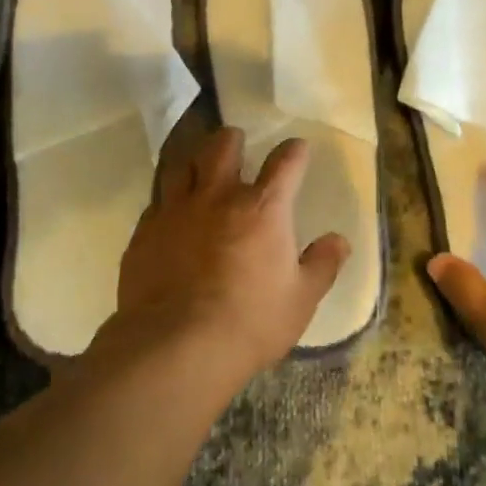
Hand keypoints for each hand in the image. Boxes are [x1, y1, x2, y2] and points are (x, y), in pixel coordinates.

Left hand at [108, 127, 349, 386]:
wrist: (176, 346)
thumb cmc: (250, 322)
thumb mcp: (300, 300)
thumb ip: (322, 265)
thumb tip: (340, 241)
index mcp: (263, 208)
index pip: (285, 163)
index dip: (295, 151)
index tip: (298, 149)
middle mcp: (218, 197)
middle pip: (223, 146)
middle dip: (233, 139)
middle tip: (237, 144)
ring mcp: (176, 211)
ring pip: (183, 165)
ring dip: (195, 160)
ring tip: (200, 169)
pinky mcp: (145, 232)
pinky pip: (157, 201)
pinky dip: (168, 200)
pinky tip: (171, 214)